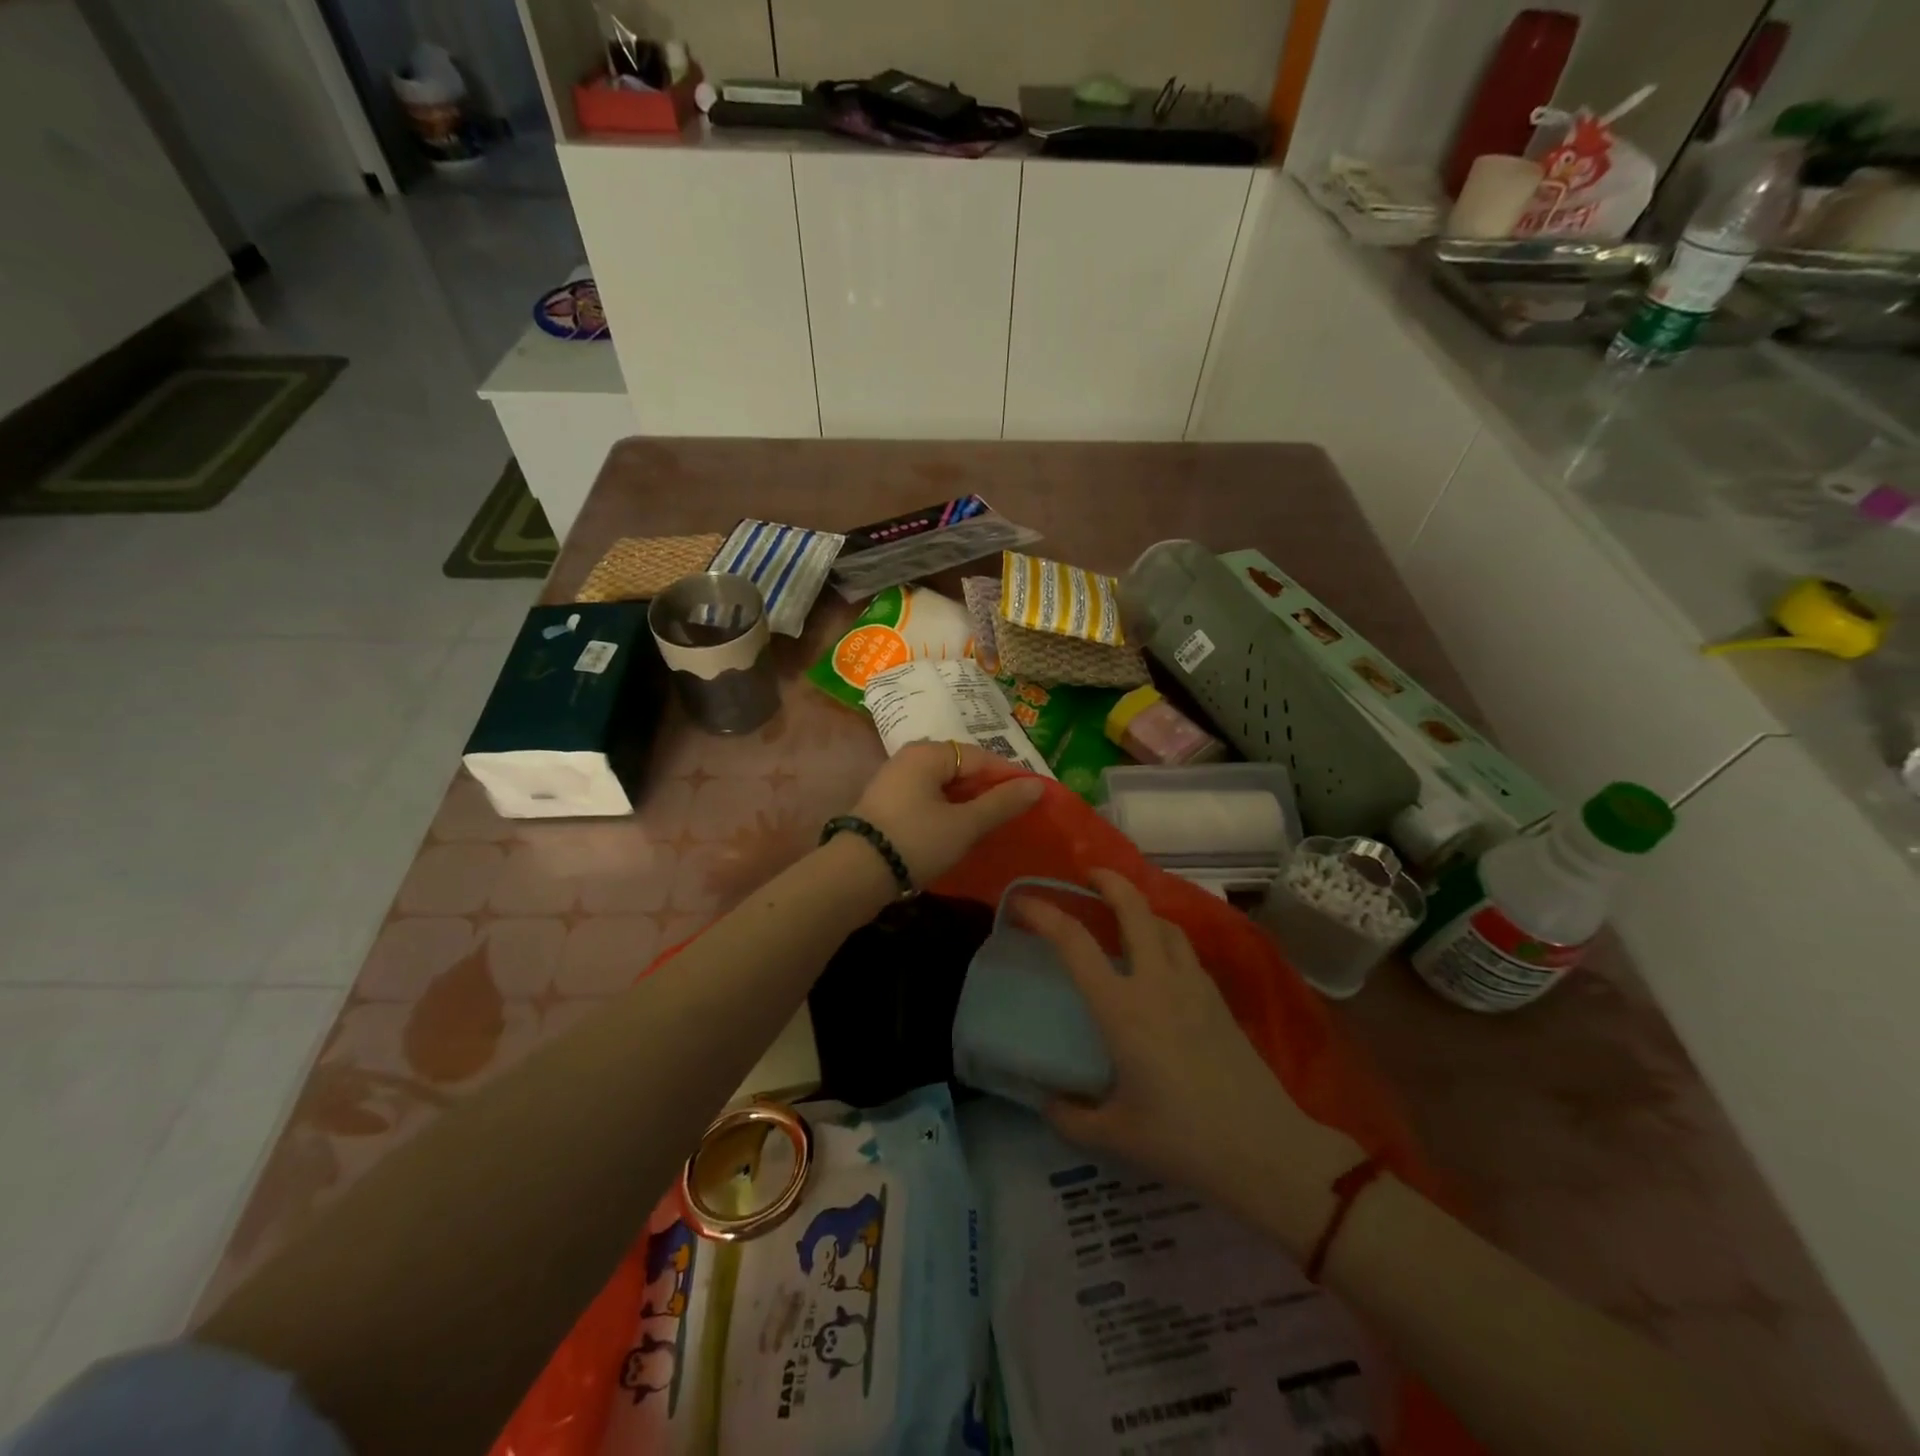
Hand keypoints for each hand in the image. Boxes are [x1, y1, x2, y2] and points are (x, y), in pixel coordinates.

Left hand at [850, 740, 1044, 887]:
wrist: (855, 875)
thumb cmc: (916, 841)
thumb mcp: (964, 824)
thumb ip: (1001, 803)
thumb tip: (1037, 785)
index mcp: (928, 753)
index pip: (981, 756)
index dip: (1009, 776)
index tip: (1033, 799)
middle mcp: (909, 758)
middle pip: (961, 768)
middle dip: (988, 790)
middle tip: (1014, 814)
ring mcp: (894, 781)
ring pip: (944, 786)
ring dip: (968, 803)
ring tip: (991, 825)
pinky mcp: (887, 805)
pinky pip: (927, 799)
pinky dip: (947, 811)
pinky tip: (959, 832)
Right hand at [1017, 869, 1347, 1212]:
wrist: (1266, 1150)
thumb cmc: (1184, 1141)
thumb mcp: (1116, 1137)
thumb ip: (1071, 1118)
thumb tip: (1046, 1101)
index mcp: (1122, 1009)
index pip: (1075, 943)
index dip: (1044, 914)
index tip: (1022, 902)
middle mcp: (1156, 982)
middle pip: (1133, 908)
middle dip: (1107, 881)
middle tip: (1086, 876)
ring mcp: (1193, 985)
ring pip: (1164, 922)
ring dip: (1139, 907)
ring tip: (1122, 914)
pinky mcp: (1218, 997)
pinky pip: (1184, 948)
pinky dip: (1164, 935)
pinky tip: (1158, 958)